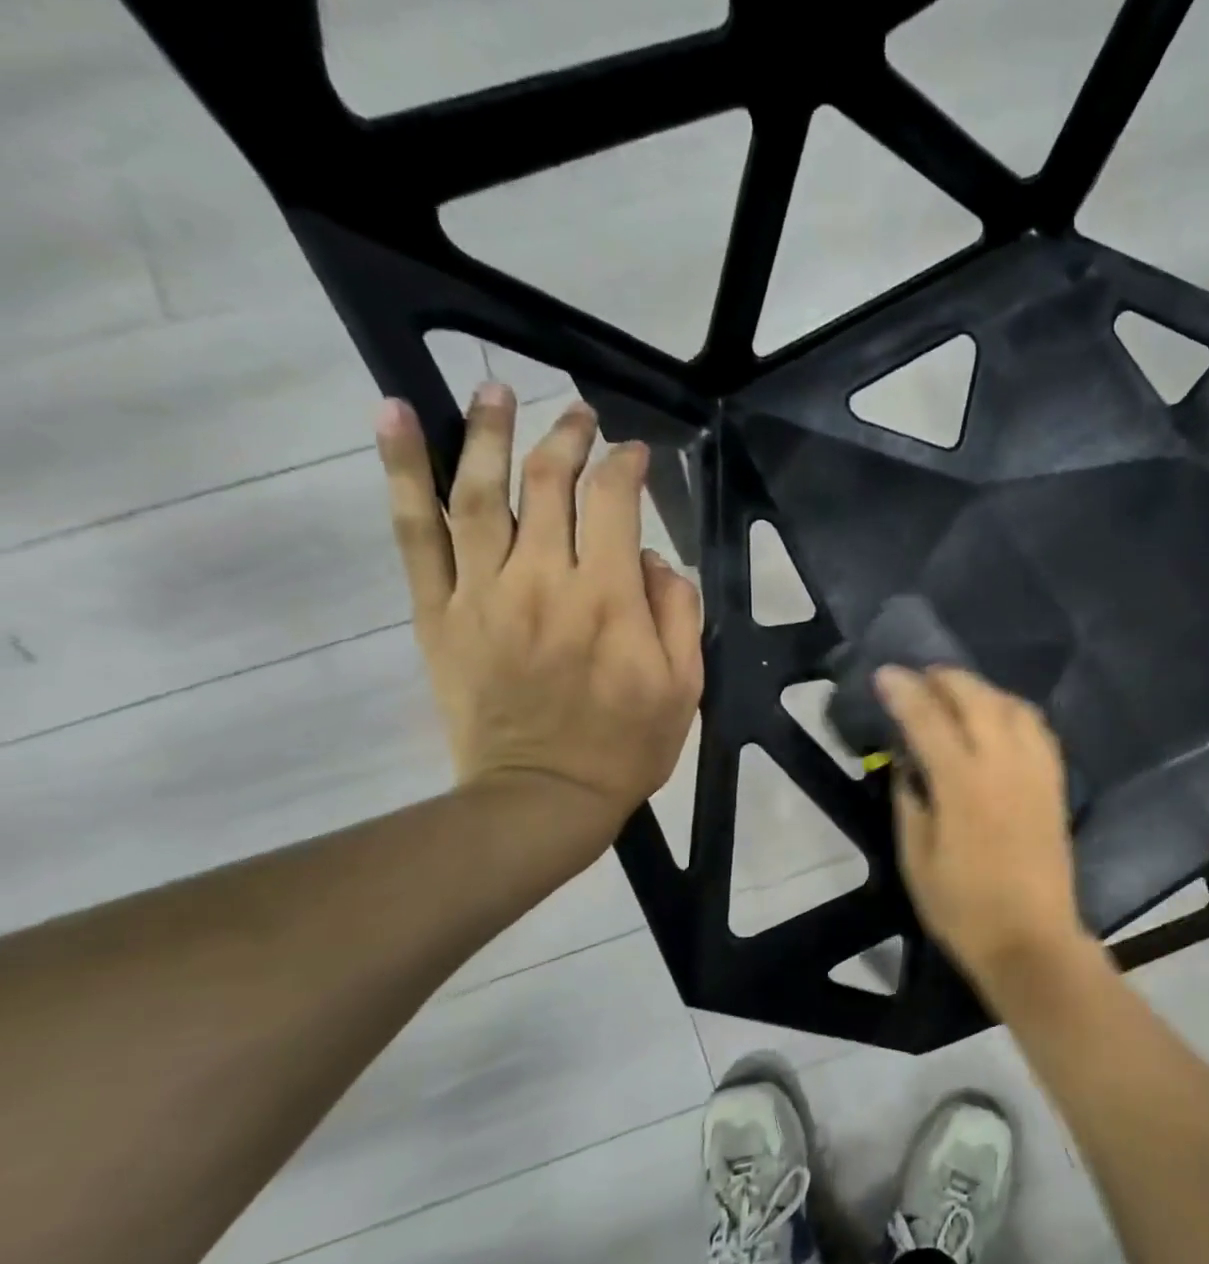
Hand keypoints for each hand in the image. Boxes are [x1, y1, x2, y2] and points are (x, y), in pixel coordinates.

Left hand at [377, 385, 702, 847]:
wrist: (543, 796)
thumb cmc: (627, 745)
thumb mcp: (685, 685)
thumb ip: (676, 612)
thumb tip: (653, 559)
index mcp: (608, 597)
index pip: (615, 502)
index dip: (627, 466)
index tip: (637, 454)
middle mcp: (543, 578)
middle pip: (549, 482)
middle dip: (567, 436)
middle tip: (579, 414)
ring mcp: (483, 590)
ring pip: (479, 490)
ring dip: (487, 431)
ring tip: (496, 391)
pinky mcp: (441, 611)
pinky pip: (414, 531)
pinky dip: (401, 471)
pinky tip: (393, 417)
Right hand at [877, 666, 1090, 993]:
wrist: (1031, 941)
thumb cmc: (963, 908)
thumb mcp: (917, 859)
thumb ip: (910, 801)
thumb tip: (907, 763)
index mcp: (963, 783)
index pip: (928, 718)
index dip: (903, 691)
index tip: (885, 674)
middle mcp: (1004, 763)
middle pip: (976, 697)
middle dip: (945, 678)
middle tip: (921, 678)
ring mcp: (1036, 770)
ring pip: (1012, 705)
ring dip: (982, 689)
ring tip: (958, 694)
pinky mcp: (1055, 784)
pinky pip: (1038, 728)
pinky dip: (1014, 711)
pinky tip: (1000, 718)